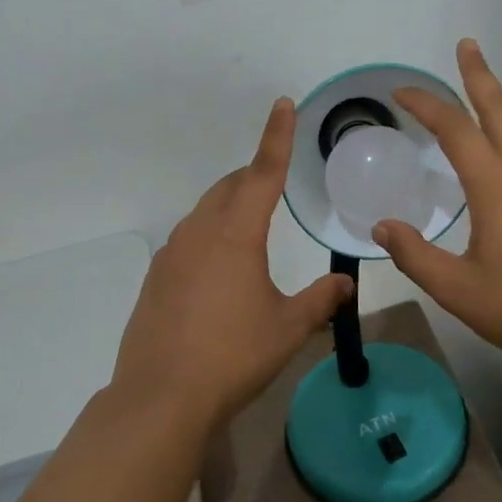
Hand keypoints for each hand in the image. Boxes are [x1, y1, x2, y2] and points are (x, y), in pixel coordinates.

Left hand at [113, 98, 353, 435]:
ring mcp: (172, 253)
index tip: (283, 104)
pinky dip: (210, 234)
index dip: (277, 137)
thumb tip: (344, 285)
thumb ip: (320, 301)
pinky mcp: (156, 277)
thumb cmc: (233, 355)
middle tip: (275, 179)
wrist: (161, 397)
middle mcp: (200, 232)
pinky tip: (219, 269)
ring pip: (206, 211)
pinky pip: (188, 239)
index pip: (263, 173)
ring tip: (251, 226)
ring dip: (230, 205)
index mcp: (236, 234)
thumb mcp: (288, 328)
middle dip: (254, 176)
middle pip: (230, 187)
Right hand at [375, 39, 501, 376]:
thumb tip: (382, 228)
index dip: (427, 105)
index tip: (401, 91)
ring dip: (497, 104)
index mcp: (497, 186)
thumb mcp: (459, 290)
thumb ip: (415, 257)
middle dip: (479, 74)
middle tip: (467, 45)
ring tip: (478, 96)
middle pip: (501, 109)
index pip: (456, 129)